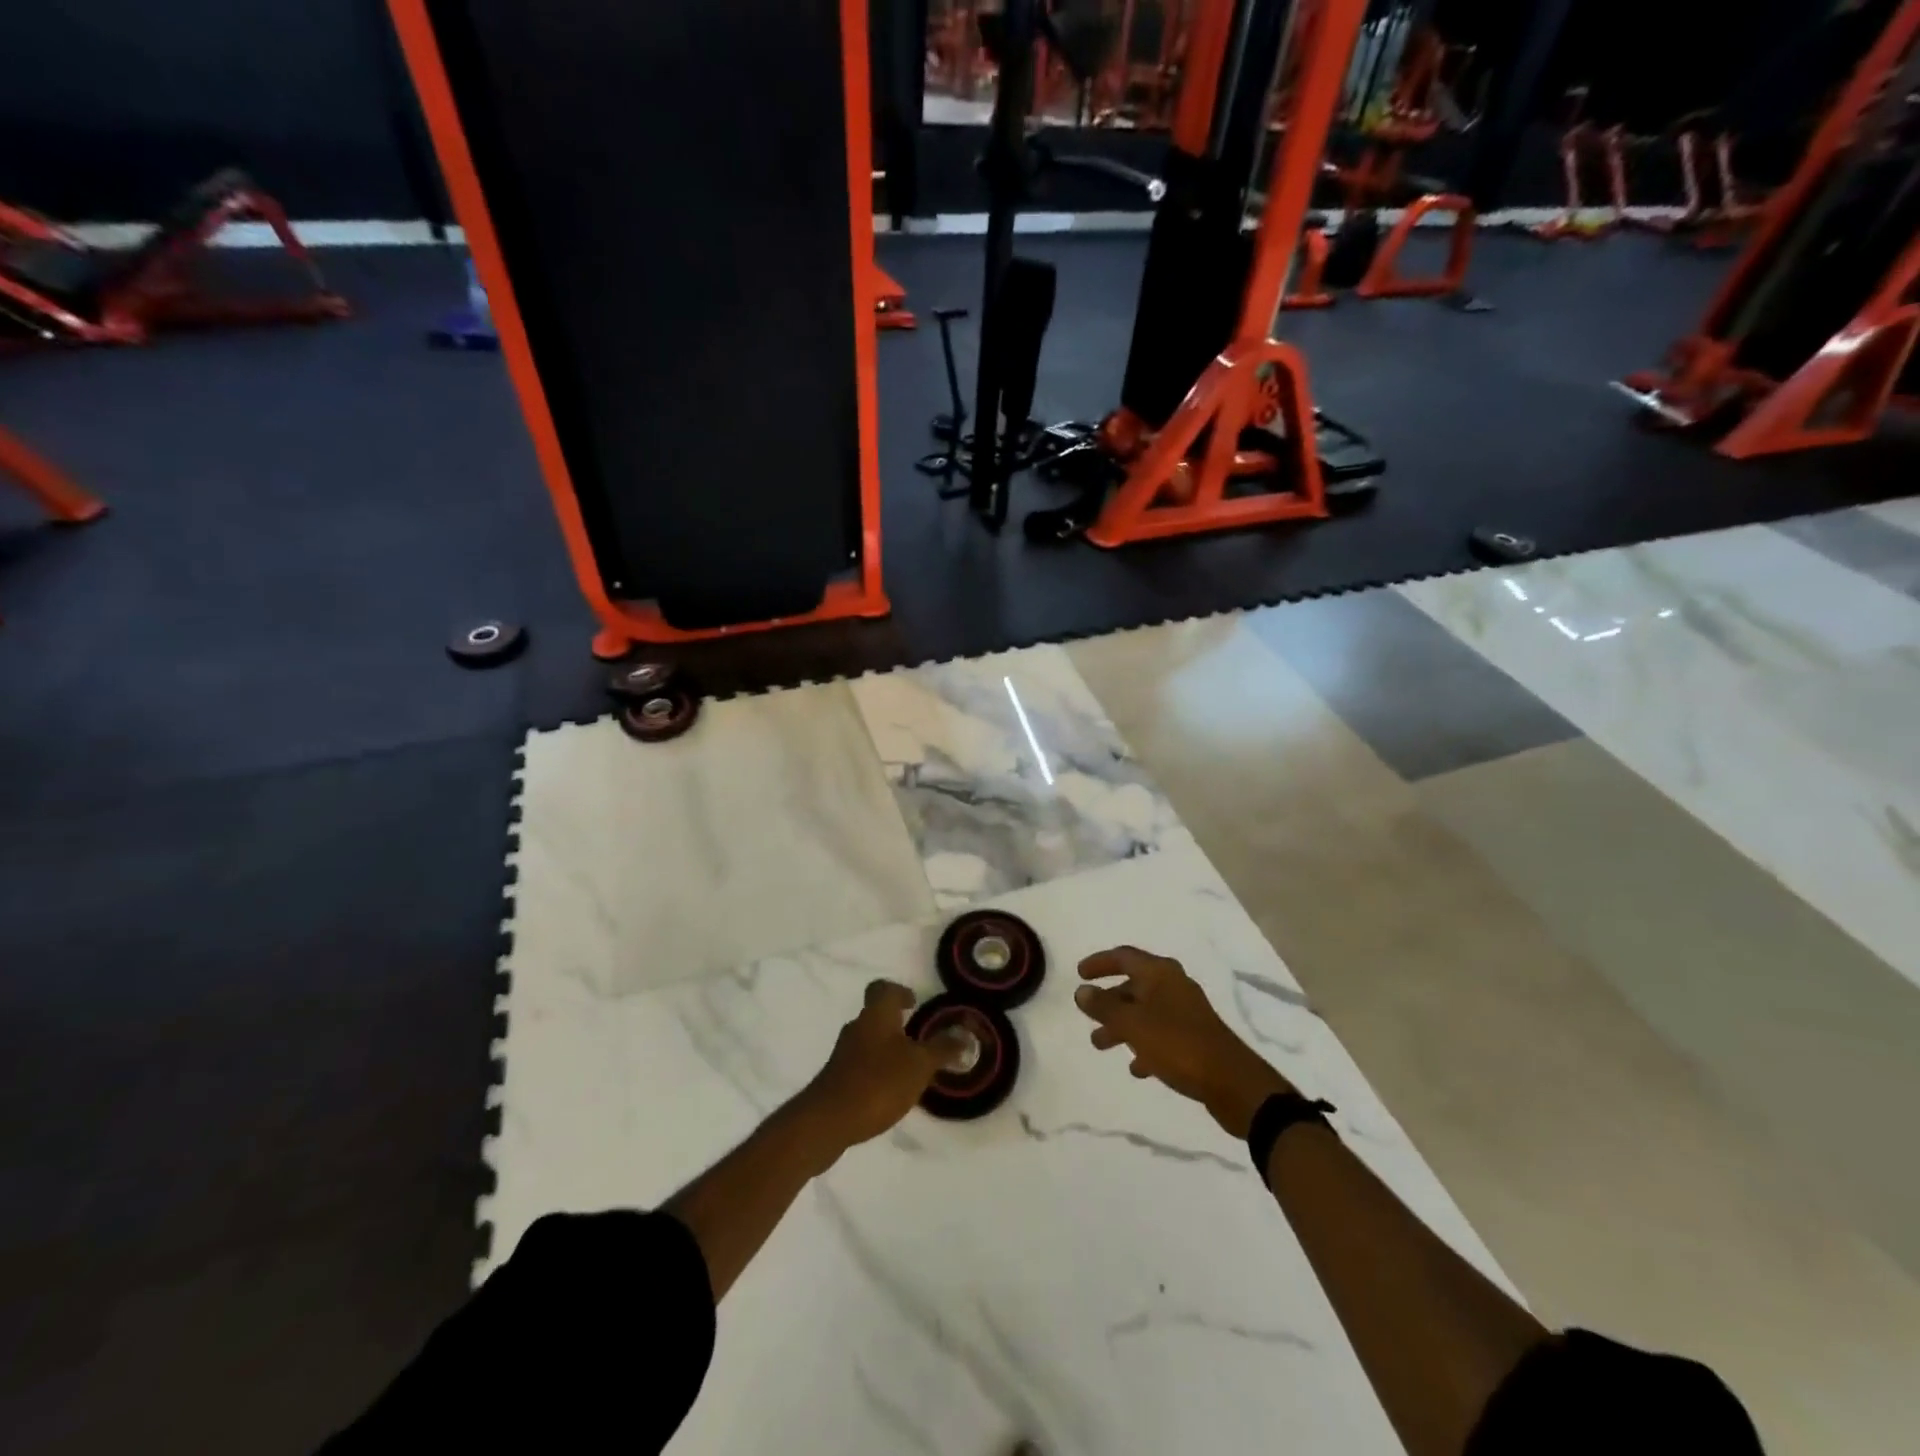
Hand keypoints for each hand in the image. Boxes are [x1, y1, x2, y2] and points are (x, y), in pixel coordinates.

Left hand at [796, 980, 968, 1163]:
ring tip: (909, 1069)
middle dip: (897, 1024)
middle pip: (876, 1015)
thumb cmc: (878, 1082)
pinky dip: (876, 1070)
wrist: (828, 1120)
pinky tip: (889, 1091)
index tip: (914, 1003)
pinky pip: (861, 1064)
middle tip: (919, 1039)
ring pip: (869, 1040)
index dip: (899, 991)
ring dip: (888, 1049)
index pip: (883, 988)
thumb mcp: (919, 1065)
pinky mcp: (837, 1078)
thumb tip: (964, 1035)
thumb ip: (942, 1049)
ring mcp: (843, 1053)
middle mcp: (857, 1027)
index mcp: (876, 1015)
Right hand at [1075, 946, 1293, 1138]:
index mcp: (1159, 973)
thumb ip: (1104, 1007)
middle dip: (1108, 1001)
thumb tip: (1082, 991)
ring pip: (1145, 1011)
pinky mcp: (1195, 1038)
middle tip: (1087, 1016)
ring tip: (1101, 1045)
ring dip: (1122, 1025)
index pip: (1123, 956)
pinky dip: (1144, 1045)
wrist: (1232, 1082)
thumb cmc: (1177, 1044)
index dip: (1100, 962)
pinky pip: (1161, 1034)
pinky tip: (1137, 1067)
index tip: (1079, 974)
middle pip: (1133, 985)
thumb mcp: (1133, 1024)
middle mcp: (1173, 986)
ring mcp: (1186, 1012)